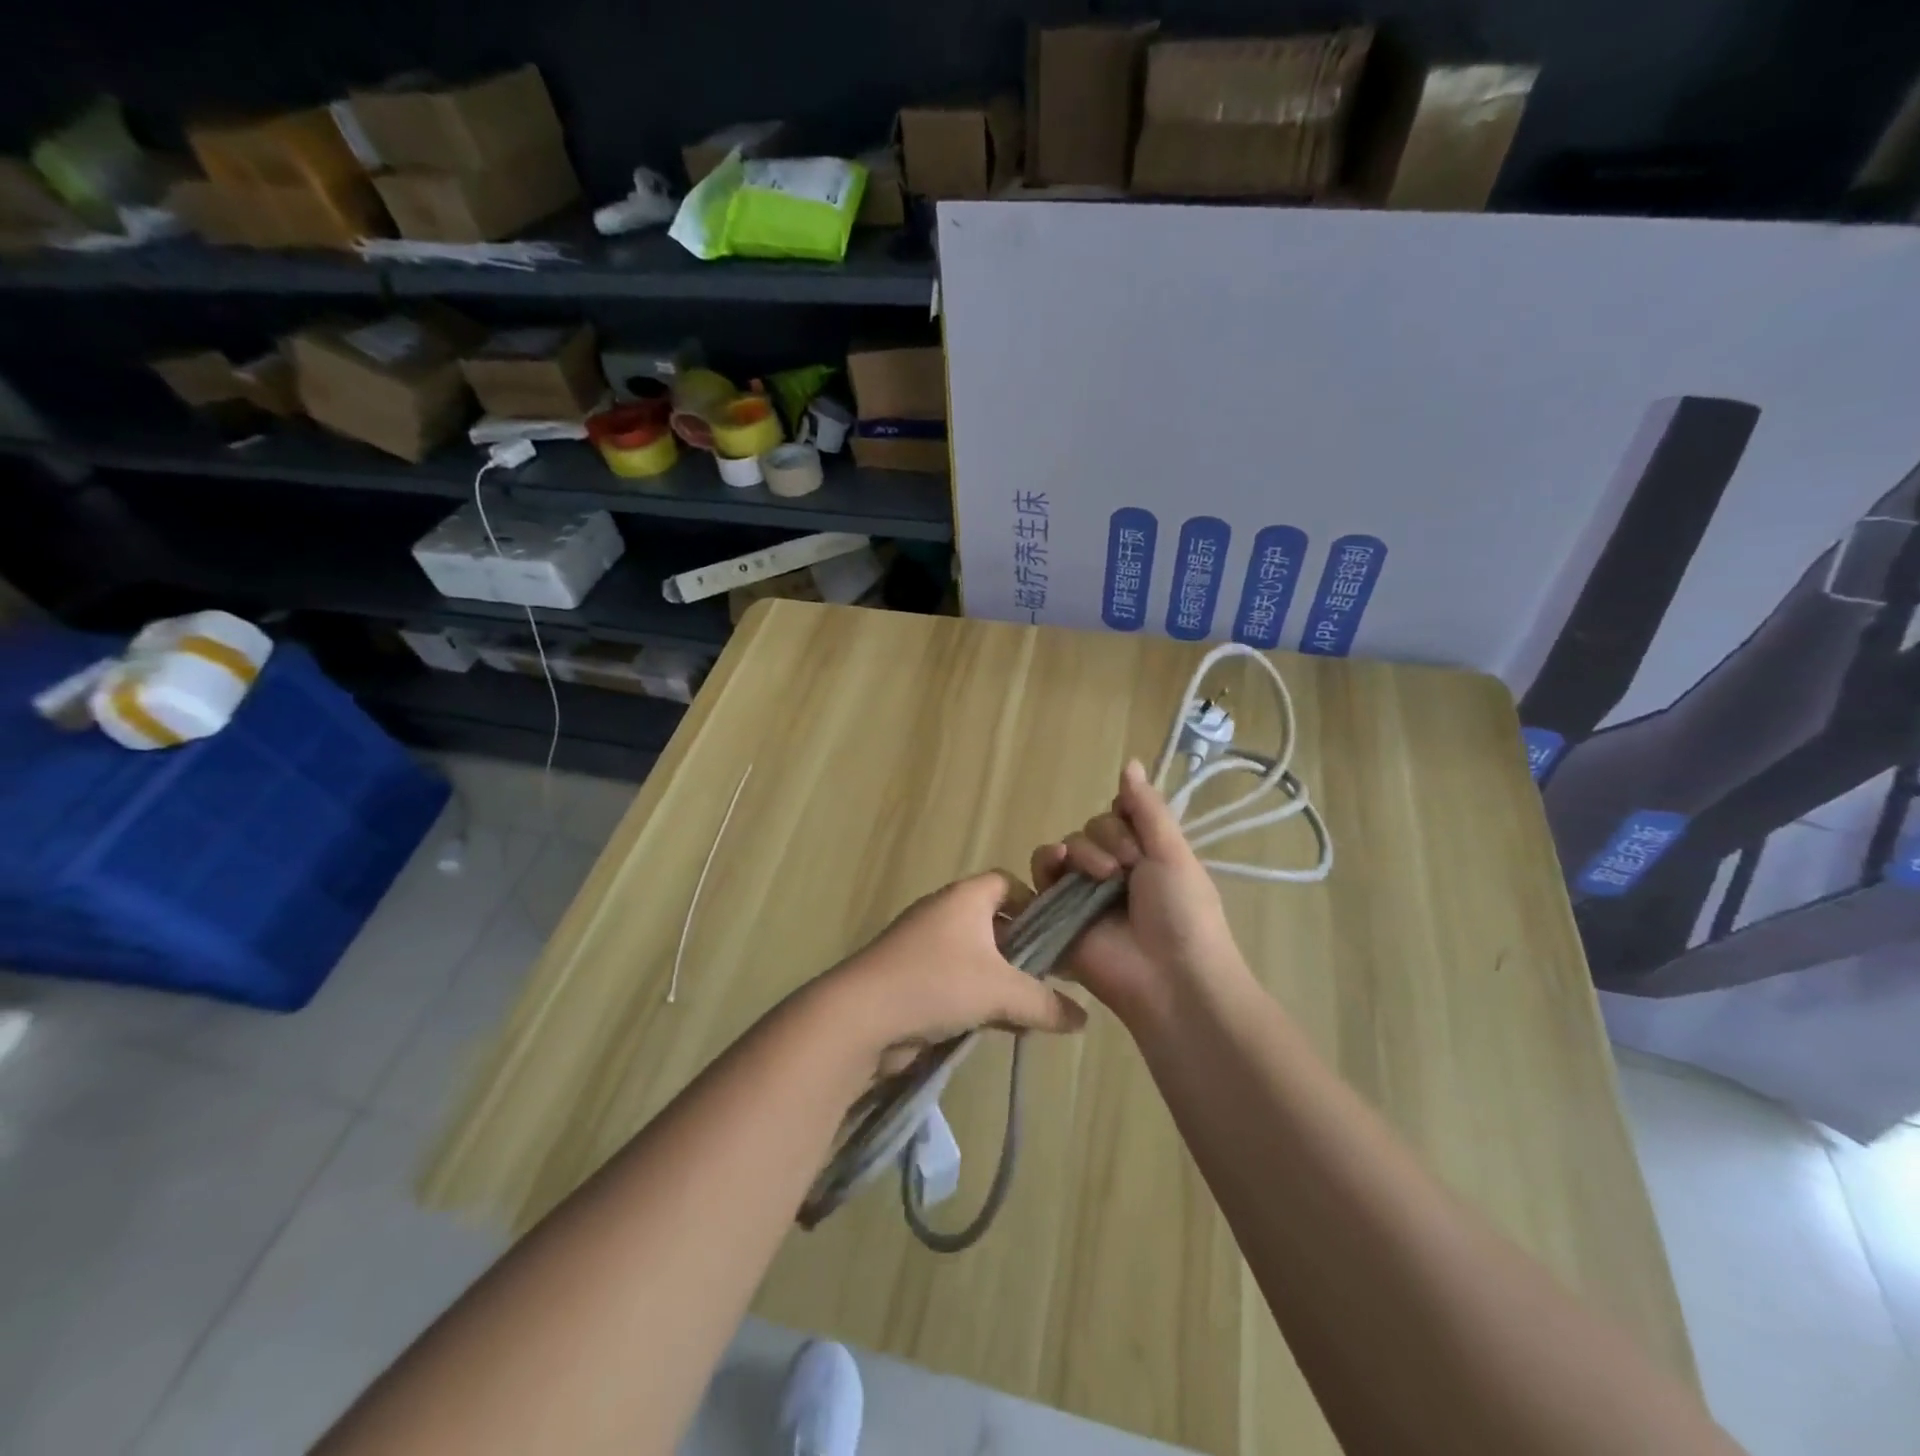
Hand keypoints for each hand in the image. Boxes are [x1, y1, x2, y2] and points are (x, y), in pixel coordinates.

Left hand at [827, 871, 1087, 1076]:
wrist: (861, 1015)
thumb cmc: (937, 983)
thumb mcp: (1001, 993)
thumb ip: (1045, 1003)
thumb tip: (1083, 1018)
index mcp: (966, 897)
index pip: (1008, 883)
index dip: (1035, 904)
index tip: (1058, 938)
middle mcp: (944, 911)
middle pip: (994, 921)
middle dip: (1022, 951)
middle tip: (1050, 980)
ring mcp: (924, 944)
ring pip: (976, 955)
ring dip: (1000, 980)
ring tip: (1028, 1010)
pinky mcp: (911, 975)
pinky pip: (955, 979)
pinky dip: (976, 997)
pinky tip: (996, 1027)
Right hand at [1031, 760, 1242, 1026]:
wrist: (1170, 978)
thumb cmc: (1183, 913)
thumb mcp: (1173, 853)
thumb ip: (1147, 808)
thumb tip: (1130, 761)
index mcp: (1143, 856)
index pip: (1117, 815)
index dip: (1123, 820)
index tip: (1140, 842)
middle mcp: (1111, 871)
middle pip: (1089, 829)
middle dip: (1106, 840)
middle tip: (1126, 870)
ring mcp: (1082, 893)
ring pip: (1065, 847)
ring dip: (1081, 851)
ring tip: (1100, 877)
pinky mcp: (1057, 913)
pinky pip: (1040, 875)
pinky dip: (1046, 864)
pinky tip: (1058, 865)